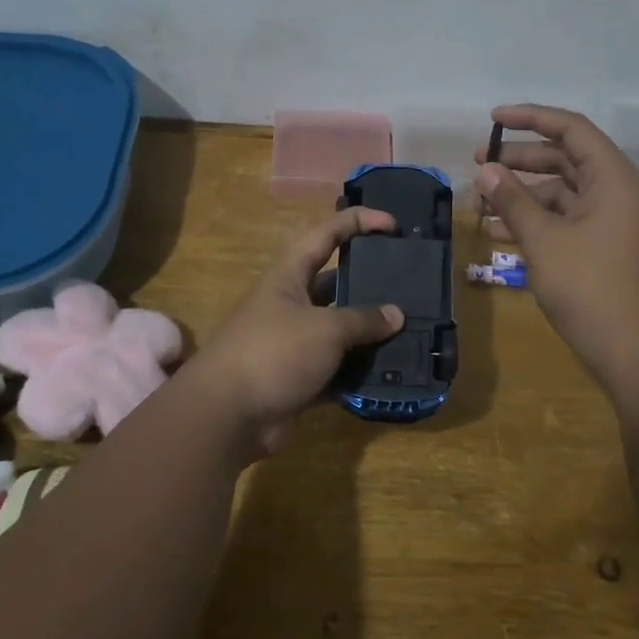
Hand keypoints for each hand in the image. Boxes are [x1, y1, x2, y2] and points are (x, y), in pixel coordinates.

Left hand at [186, 207, 405, 458]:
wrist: (226, 416)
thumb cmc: (273, 353)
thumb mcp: (324, 328)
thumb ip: (362, 319)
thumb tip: (396, 315)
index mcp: (289, 275)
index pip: (326, 234)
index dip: (358, 222)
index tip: (394, 226)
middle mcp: (291, 304)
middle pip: (337, 283)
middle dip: (371, 282)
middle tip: (410, 284)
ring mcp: (295, 343)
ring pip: (341, 330)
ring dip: (370, 332)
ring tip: (412, 330)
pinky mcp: (300, 379)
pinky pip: (338, 369)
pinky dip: (360, 371)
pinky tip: (393, 373)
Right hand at [476, 104, 638, 401]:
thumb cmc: (593, 290)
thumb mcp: (545, 242)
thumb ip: (513, 201)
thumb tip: (486, 170)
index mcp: (613, 178)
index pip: (570, 128)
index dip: (530, 117)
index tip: (492, 119)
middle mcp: (618, 192)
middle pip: (564, 159)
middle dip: (520, 160)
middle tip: (478, 165)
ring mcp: (614, 223)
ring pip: (563, 193)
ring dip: (523, 195)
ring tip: (481, 205)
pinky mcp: (607, 249)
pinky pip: (567, 221)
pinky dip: (536, 221)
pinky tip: (502, 234)